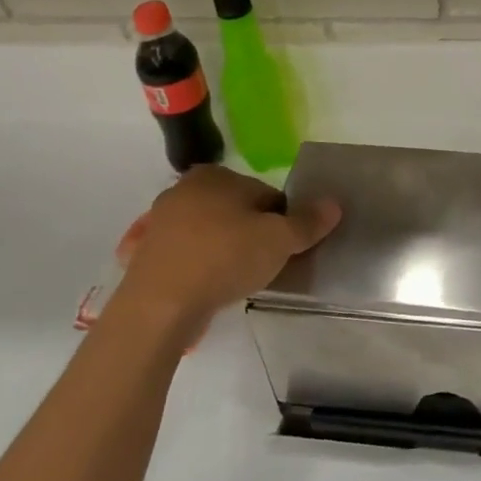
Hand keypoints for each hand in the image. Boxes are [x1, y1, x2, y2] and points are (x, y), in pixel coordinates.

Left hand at [108, 166, 339, 336]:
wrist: (159, 305)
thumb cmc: (224, 258)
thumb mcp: (278, 239)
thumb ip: (307, 222)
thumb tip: (334, 204)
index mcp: (216, 175)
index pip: (265, 194)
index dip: (282, 221)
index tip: (285, 248)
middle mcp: (184, 189)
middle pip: (236, 211)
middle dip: (252, 234)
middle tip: (264, 265)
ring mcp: (160, 223)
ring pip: (209, 233)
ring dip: (225, 251)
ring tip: (237, 281)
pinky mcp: (146, 255)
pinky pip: (186, 256)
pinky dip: (199, 267)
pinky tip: (208, 288)